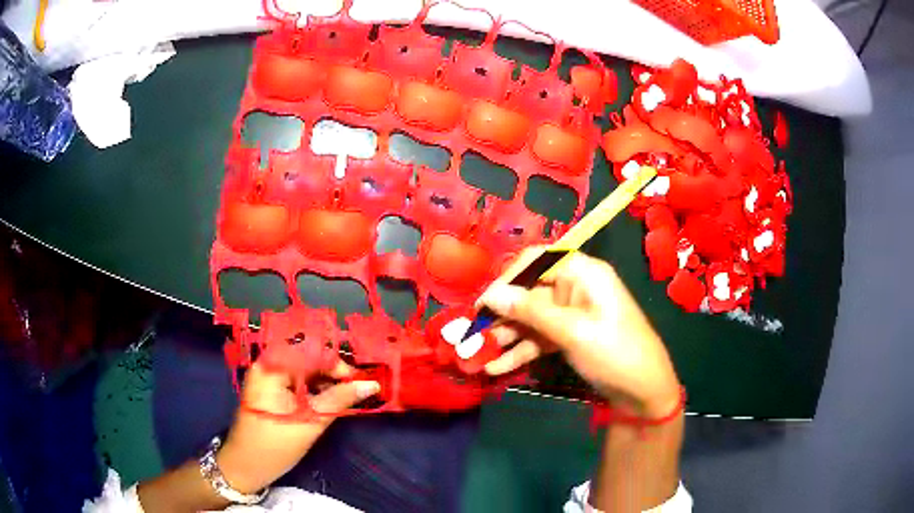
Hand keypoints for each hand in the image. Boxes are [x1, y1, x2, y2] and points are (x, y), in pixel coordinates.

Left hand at [216, 361, 379, 493]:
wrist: (245, 465)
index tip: (361, 383)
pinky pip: (296, 379)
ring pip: (303, 369)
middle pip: (307, 358)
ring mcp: (267, 375)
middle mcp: (268, 364)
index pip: (312, 352)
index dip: (339, 365)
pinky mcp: (269, 387)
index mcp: (272, 367)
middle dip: (333, 374)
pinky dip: (312, 388)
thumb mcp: (311, 422)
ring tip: (343, 399)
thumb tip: (372, 385)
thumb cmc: (275, 446)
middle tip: (355, 392)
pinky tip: (325, 401)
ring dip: (324, 381)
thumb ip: (340, 400)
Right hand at [478, 248, 680, 415]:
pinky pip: (539, 338)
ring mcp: (571, 315)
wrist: (644, 391)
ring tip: (476, 353)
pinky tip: (495, 367)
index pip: (536, 260)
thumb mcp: (572, 331)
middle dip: (501, 313)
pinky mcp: (569, 337)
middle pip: (529, 292)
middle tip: (472, 333)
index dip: (507, 277)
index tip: (484, 302)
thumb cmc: (614, 351)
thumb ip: (530, 312)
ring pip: (530, 318)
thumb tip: (492, 295)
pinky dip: (520, 351)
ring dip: (506, 335)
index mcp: (582, 273)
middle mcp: (574, 288)